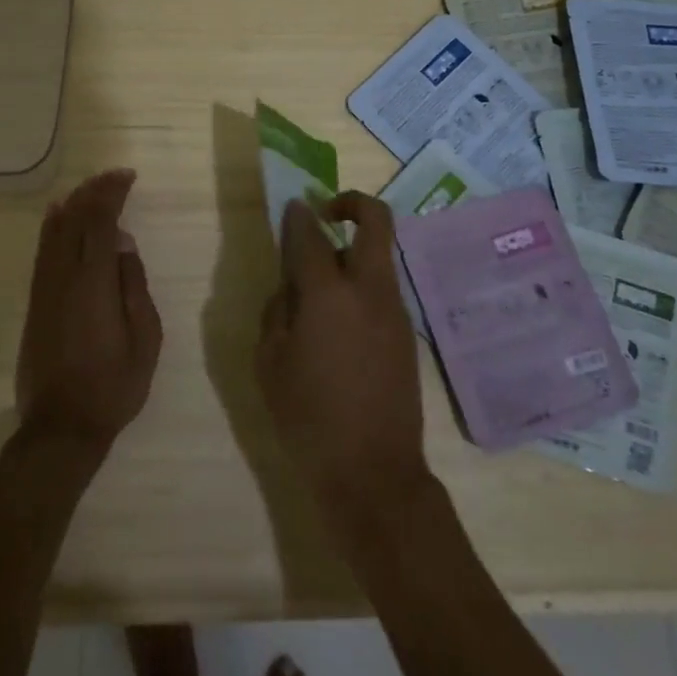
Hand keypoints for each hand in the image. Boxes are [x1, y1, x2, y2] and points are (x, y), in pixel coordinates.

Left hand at [16, 170, 162, 454]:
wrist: (62, 426)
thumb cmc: (114, 385)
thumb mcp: (145, 338)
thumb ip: (134, 285)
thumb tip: (123, 242)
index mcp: (94, 282)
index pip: (100, 222)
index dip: (112, 194)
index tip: (128, 177)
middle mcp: (64, 276)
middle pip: (74, 219)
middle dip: (94, 192)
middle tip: (115, 177)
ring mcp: (44, 288)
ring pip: (54, 232)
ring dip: (73, 204)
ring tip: (91, 188)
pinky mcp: (35, 302)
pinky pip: (43, 251)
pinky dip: (53, 226)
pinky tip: (59, 217)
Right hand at [255, 194, 430, 526]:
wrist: (373, 472)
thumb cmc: (308, 418)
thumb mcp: (270, 364)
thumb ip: (277, 312)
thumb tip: (291, 288)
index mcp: (329, 294)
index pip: (311, 234)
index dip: (298, 215)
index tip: (291, 207)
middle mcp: (369, 290)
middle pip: (376, 221)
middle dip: (352, 203)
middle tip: (325, 214)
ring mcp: (395, 310)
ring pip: (379, 257)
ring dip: (354, 252)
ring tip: (320, 289)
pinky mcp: (406, 333)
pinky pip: (382, 290)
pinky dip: (361, 286)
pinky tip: (338, 324)